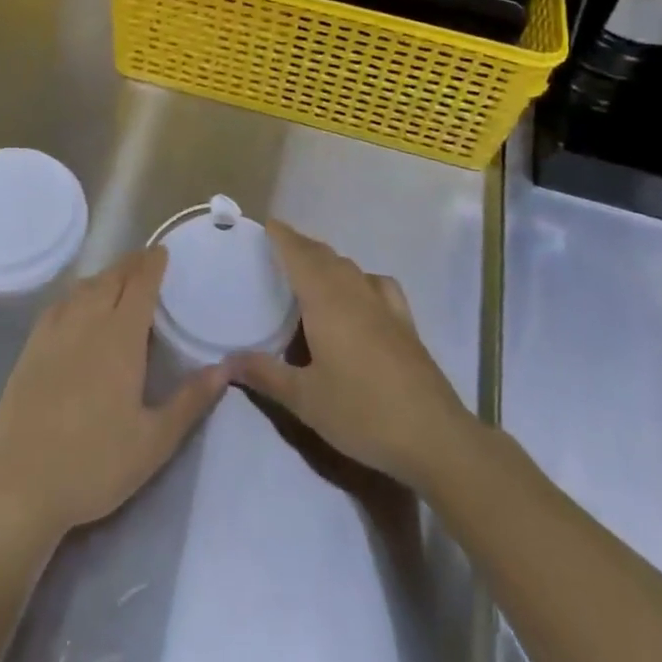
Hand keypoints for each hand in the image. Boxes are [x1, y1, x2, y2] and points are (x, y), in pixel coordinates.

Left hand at [0, 249, 226, 545]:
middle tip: (146, 261)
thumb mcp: (154, 441)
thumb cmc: (95, 464)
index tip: (162, 252)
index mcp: (120, 337)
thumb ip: (190, 401)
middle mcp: (87, 322)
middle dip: (131, 265)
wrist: (21, 485)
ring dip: (105, 276)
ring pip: (84, 288)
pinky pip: (59, 304)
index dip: (152, 264)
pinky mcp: (31, 348)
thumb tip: (225, 368)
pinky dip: (77, 294)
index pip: (140, 285)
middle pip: (111, 278)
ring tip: (118, 280)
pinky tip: (78, 306)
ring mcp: (54, 332)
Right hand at [228, 220, 473, 491]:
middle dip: (300, 246)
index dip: (282, 236)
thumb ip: (264, 374)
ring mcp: (384, 304)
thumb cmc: (361, 412)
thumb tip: (227, 360)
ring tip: (310, 272)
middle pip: (324, 255)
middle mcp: (354, 291)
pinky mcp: (405, 322)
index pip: (299, 254)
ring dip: (327, 261)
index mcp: (326, 300)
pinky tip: (359, 296)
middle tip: (277, 251)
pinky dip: (360, 278)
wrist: (433, 436)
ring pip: (350, 267)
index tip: (266, 225)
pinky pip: (377, 284)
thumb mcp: (304, 399)